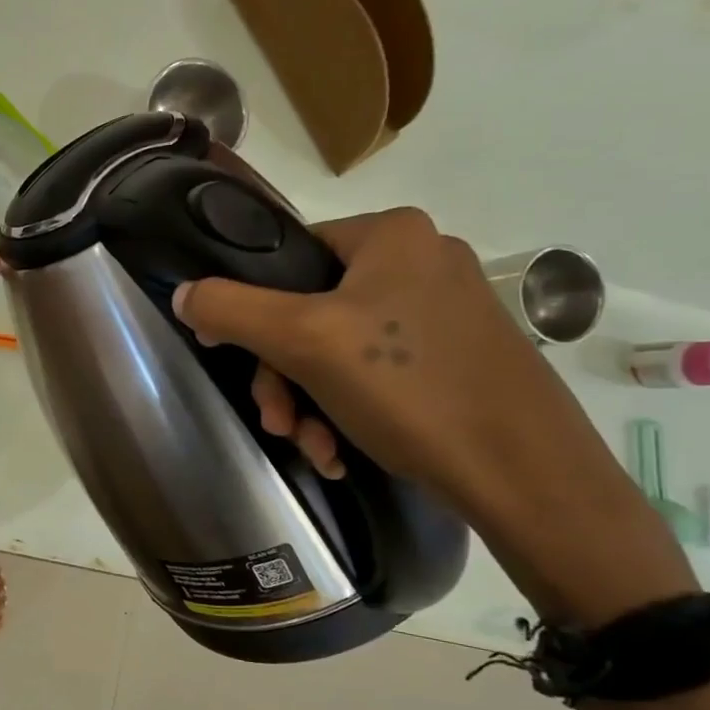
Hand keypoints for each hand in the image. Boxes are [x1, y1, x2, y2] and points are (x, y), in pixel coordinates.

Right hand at [171, 207, 695, 624]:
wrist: (525, 474)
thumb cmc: (409, 389)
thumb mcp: (304, 341)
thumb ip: (232, 309)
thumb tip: (183, 293)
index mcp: (391, 235)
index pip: (289, 256)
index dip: (252, 310)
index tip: (238, 361)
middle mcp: (422, 261)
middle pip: (311, 311)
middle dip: (284, 376)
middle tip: (277, 423)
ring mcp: (445, 312)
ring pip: (340, 351)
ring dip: (310, 403)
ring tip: (313, 448)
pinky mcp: (458, 358)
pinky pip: (378, 374)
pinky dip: (349, 411)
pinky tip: (342, 453)